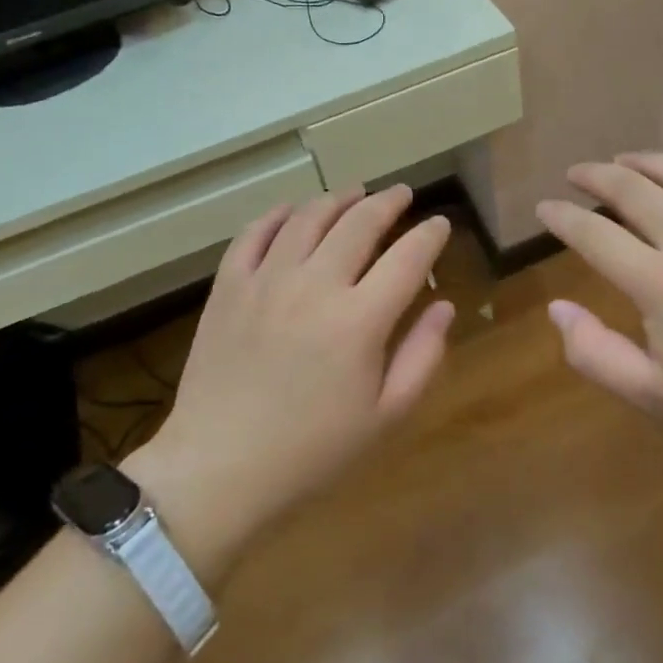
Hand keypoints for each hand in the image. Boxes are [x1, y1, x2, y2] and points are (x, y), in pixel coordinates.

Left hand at [124, 186, 454, 574]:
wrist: (219, 469)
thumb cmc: (311, 451)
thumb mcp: (384, 416)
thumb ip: (422, 355)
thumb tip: (444, 305)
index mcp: (360, 320)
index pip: (408, 257)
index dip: (430, 235)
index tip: (440, 224)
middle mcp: (315, 285)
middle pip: (359, 223)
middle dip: (388, 202)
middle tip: (402, 194)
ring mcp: (267, 280)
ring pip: (308, 218)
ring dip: (337, 199)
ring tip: (354, 193)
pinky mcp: (229, 286)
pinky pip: (254, 233)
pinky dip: (277, 215)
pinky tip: (291, 211)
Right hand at [536, 152, 662, 480]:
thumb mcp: (653, 396)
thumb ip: (594, 353)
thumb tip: (557, 308)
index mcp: (660, 282)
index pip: (593, 233)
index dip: (561, 216)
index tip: (544, 208)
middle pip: (631, 187)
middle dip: (595, 174)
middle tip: (576, 173)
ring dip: (642, 162)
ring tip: (623, 161)